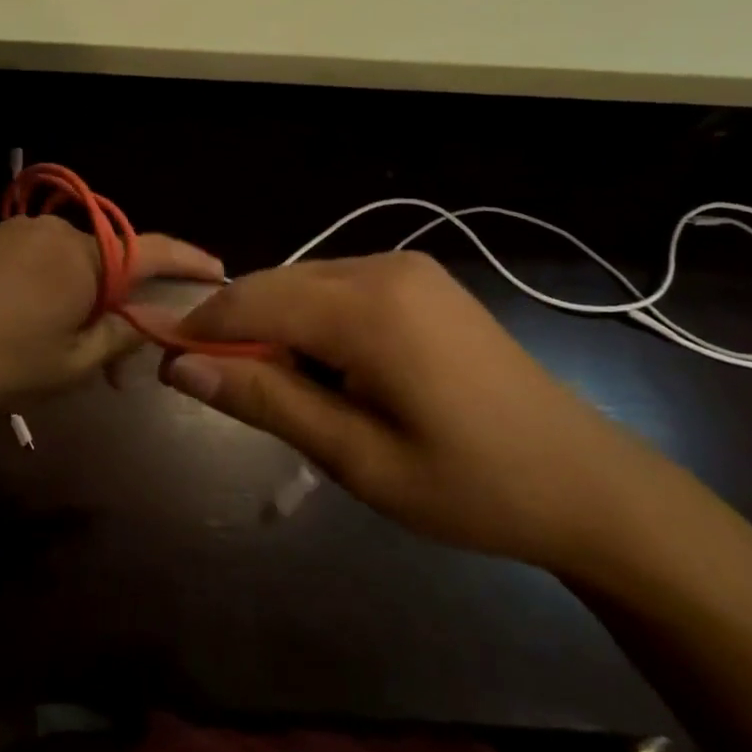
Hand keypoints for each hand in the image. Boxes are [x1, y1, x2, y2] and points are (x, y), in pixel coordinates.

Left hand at [0, 215, 224, 434]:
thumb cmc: (1, 366)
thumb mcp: (75, 363)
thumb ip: (126, 334)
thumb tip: (163, 317)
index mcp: (82, 256)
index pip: (152, 251)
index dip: (189, 263)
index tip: (219, 273)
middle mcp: (55, 230)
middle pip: (113, 260)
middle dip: (127, 302)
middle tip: (125, 360)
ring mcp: (20, 232)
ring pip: (78, 262)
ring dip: (90, 299)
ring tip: (79, 353)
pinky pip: (46, 260)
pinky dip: (60, 289)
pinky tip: (44, 326)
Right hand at [167, 252, 661, 573]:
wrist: (586, 482)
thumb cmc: (470, 486)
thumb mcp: (357, 458)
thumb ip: (266, 400)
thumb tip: (180, 366)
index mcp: (368, 308)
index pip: (252, 298)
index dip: (200, 327)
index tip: (165, 363)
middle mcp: (381, 265)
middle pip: (274, 282)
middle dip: (236, 327)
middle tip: (219, 386)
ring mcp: (404, 265)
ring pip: (302, 281)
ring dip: (273, 324)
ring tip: (281, 387)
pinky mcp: (418, 277)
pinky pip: (336, 285)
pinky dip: (310, 318)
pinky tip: (327, 366)